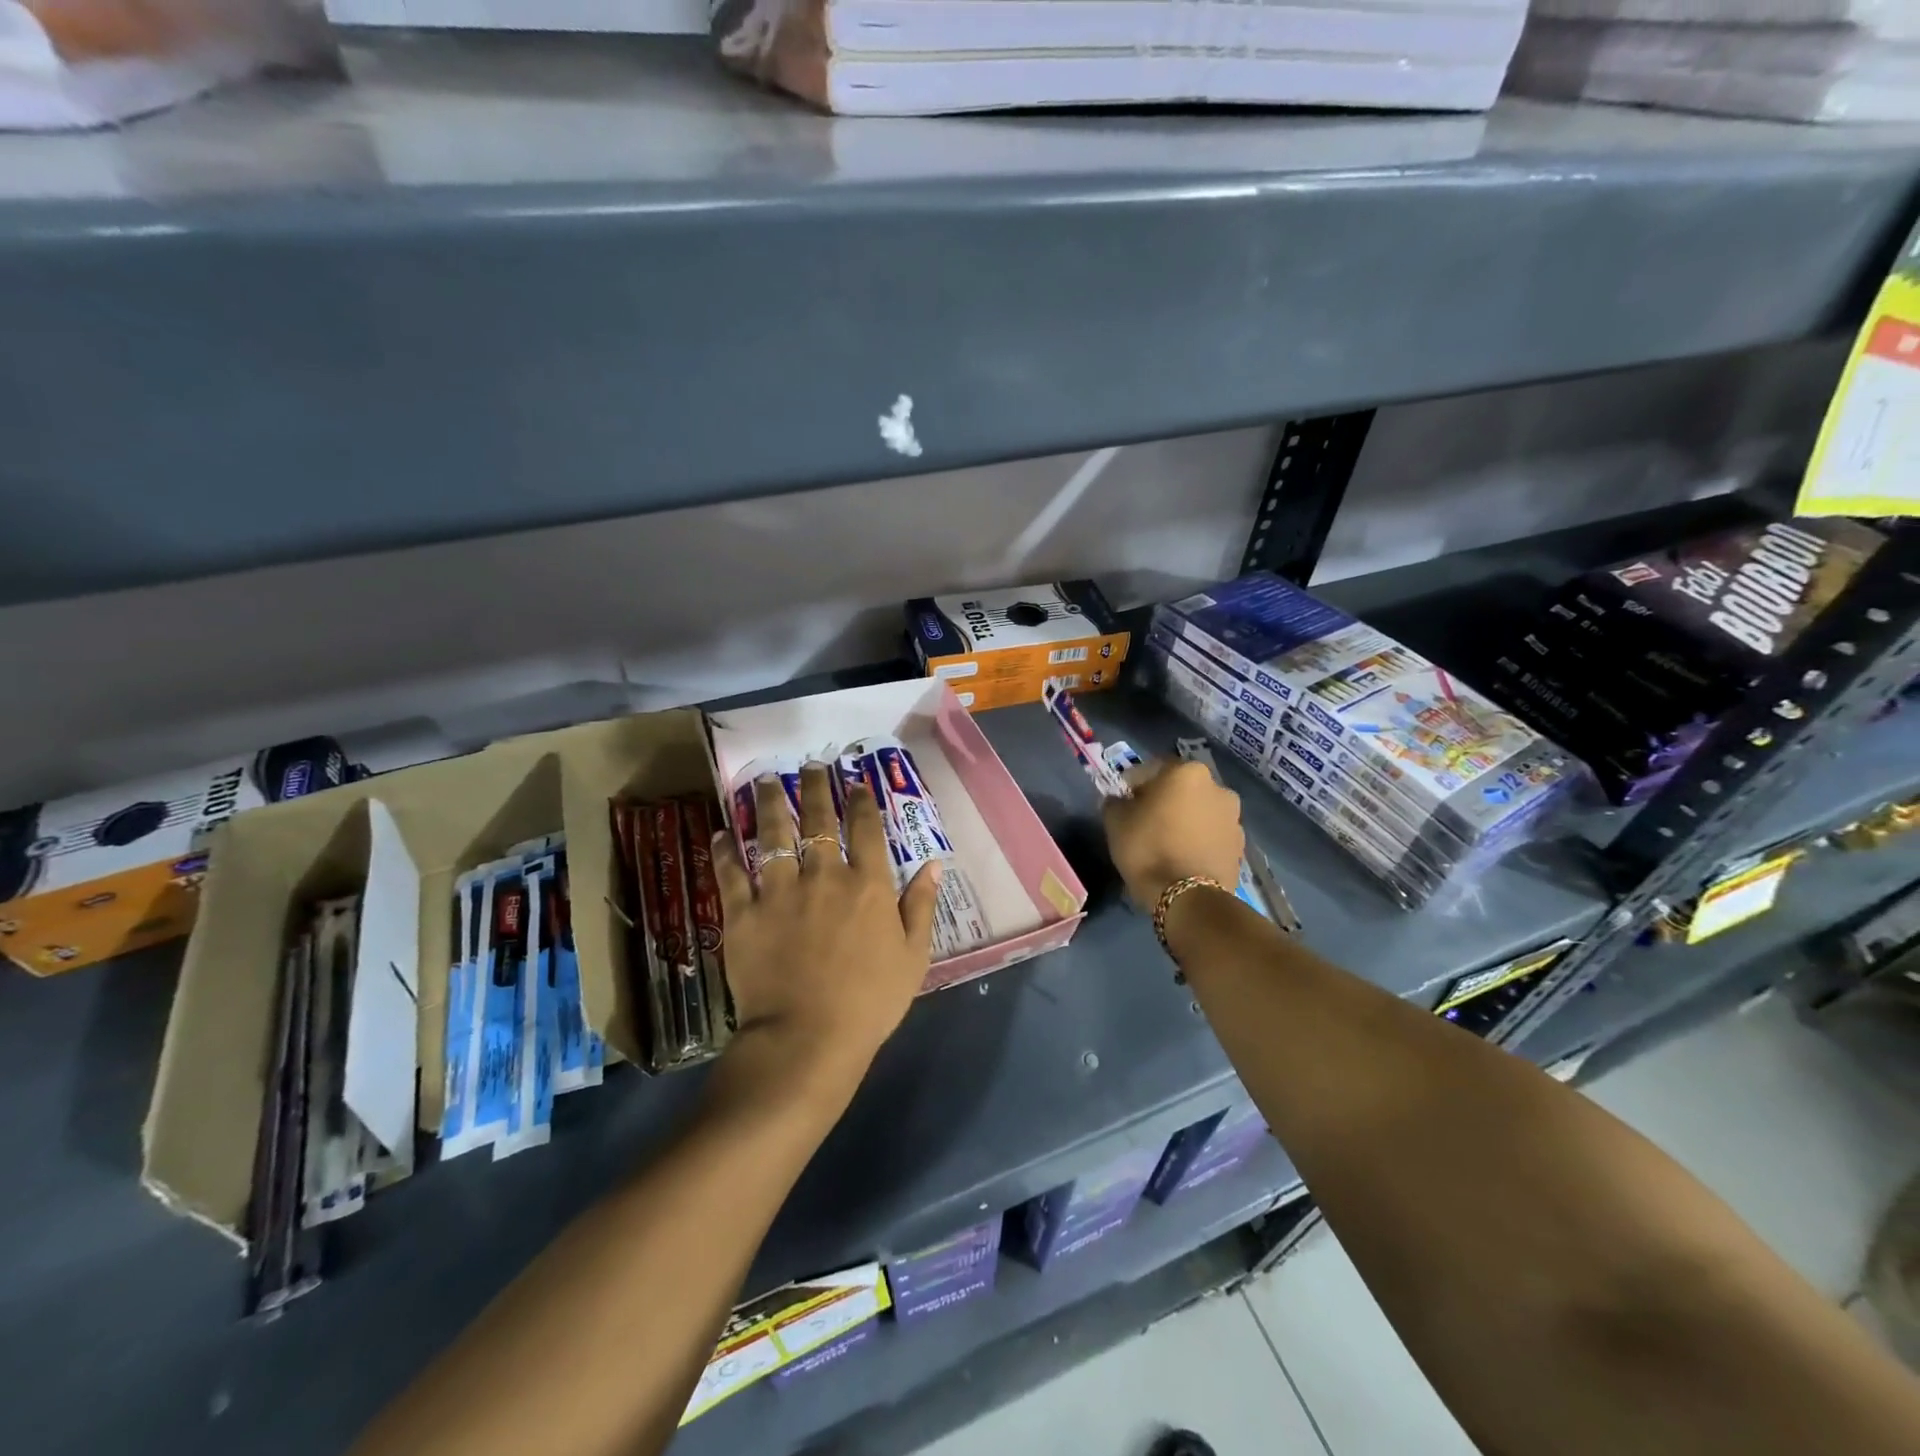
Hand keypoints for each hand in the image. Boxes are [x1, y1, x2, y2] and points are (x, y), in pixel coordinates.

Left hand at [711, 763, 941, 1101]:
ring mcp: (779, 891)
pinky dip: (725, 850)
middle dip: (814, 786)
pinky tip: (722, 832)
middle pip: (817, 819)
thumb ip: (920, 906)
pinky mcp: (743, 914)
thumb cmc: (869, 1002)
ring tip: (765, 781)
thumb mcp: (913, 957)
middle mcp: (823, 875)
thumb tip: (933, 864)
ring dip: (768, 803)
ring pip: (772, 834)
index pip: (865, 827)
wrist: (807, 1039)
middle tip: (809, 766)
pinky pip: (730, 873)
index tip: (855, 782)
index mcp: (867, 885)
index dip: (861, 799)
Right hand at [1102, 758, 1245, 906]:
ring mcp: (1234, 817)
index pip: (1152, 768)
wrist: (1188, 898)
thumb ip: (1115, 802)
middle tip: (1145, 820)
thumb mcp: (1115, 822)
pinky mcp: (1240, 845)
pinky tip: (1184, 856)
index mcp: (1186, 772)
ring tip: (1167, 841)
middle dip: (1164, 799)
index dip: (1134, 784)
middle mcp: (1217, 787)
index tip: (1123, 801)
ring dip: (1185, 819)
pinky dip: (1199, 839)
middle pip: (1181, 788)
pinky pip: (1212, 834)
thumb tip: (1120, 800)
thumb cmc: (1148, 848)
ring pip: (1200, 810)